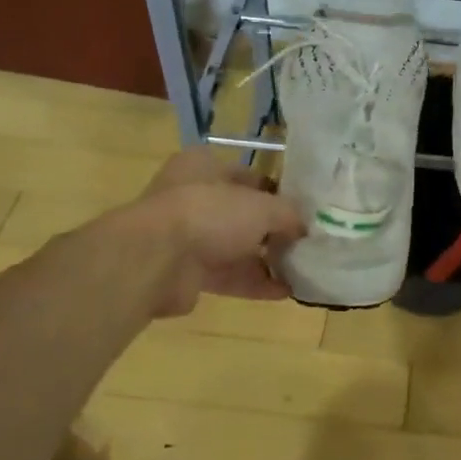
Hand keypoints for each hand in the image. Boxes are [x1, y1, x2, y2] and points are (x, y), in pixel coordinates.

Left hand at [125, 148, 304, 317]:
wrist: (156, 261)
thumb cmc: (209, 214)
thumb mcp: (262, 207)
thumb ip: (289, 214)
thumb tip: (305, 228)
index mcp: (203, 167)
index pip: (248, 176)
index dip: (276, 192)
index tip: (303, 210)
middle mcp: (192, 197)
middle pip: (242, 214)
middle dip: (272, 230)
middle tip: (304, 243)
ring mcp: (186, 237)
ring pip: (235, 247)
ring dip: (266, 260)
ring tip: (301, 270)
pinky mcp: (186, 273)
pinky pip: (227, 276)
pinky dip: (254, 283)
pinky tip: (285, 292)